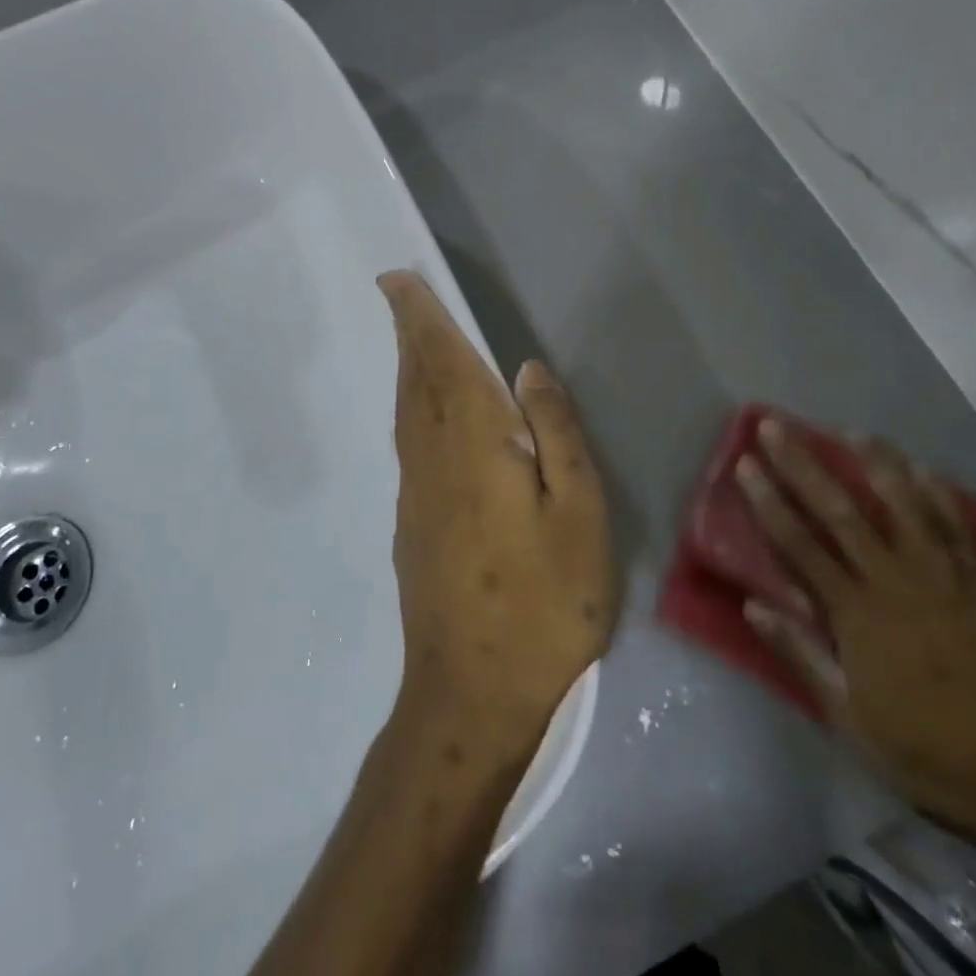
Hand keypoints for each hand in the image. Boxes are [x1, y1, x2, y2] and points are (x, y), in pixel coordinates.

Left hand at [378, 271, 616, 762]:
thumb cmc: (544, 603)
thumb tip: (528, 370)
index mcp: (473, 447)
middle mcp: (431, 461)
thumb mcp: (578, 515)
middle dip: (408, 333)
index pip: (441, 363)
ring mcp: (415, 497)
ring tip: (414, 342)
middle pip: (414, 381)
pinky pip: (410, 445)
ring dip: (408, 369)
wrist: (472, 694)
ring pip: (406, 414)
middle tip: (400, 294)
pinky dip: (414, 409)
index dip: (420, 318)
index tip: (397, 280)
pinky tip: (428, 416)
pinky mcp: (411, 528)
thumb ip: (557, 435)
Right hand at [738, 420, 975, 896]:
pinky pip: (958, 526)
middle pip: (839, 511)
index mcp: (857, 614)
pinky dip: (937, 493)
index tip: (746, 463)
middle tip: (776, 426)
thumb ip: (800, 655)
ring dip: (871, 463)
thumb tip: (753, 603)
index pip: (799, 543)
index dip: (768, 500)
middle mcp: (896, 582)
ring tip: (848, 430)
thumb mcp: (849, 718)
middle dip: (802, 464)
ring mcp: (946, 577)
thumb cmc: (928, 753)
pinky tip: (921, 467)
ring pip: (902, 505)